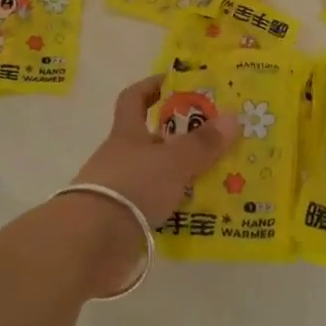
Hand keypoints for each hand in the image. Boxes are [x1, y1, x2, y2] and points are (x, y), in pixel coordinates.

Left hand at [65, 75, 236, 294]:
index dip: (151, 86)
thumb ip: (202, 143)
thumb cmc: (132, 186)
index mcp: (126, 133)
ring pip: (154, 174)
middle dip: (178, 137)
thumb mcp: (174, 161)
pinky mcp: (121, 221)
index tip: (174, 83)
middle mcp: (119, 157)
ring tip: (214, 178)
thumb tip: (233, 117)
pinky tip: (197, 212)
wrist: (92, 243)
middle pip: (149, 139)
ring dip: (179, 175)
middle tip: (213, 138)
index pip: (133, 98)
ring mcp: (118, 190)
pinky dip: (172, 205)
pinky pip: (153, 205)